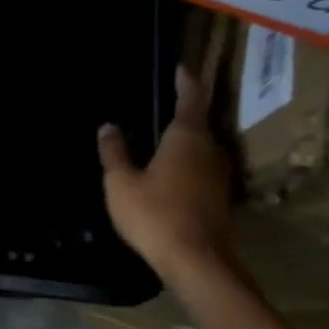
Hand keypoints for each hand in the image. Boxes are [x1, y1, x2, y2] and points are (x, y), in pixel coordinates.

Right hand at [97, 66, 233, 277]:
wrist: (196, 260)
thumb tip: (108, 127)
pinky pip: (202, 167)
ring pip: (202, 147)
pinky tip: (170, 170)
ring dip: (185, 139)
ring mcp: (219, 174)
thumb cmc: (155, 214)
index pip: (191, 98)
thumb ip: (115, 152)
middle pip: (199, 122)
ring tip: (162, 137)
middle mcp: (210, 149)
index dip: (185, 81)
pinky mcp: (220, 196)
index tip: (179, 68)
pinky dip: (187, 161)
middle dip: (183, 111)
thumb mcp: (121, 182)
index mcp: (187, 137)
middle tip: (162, 103)